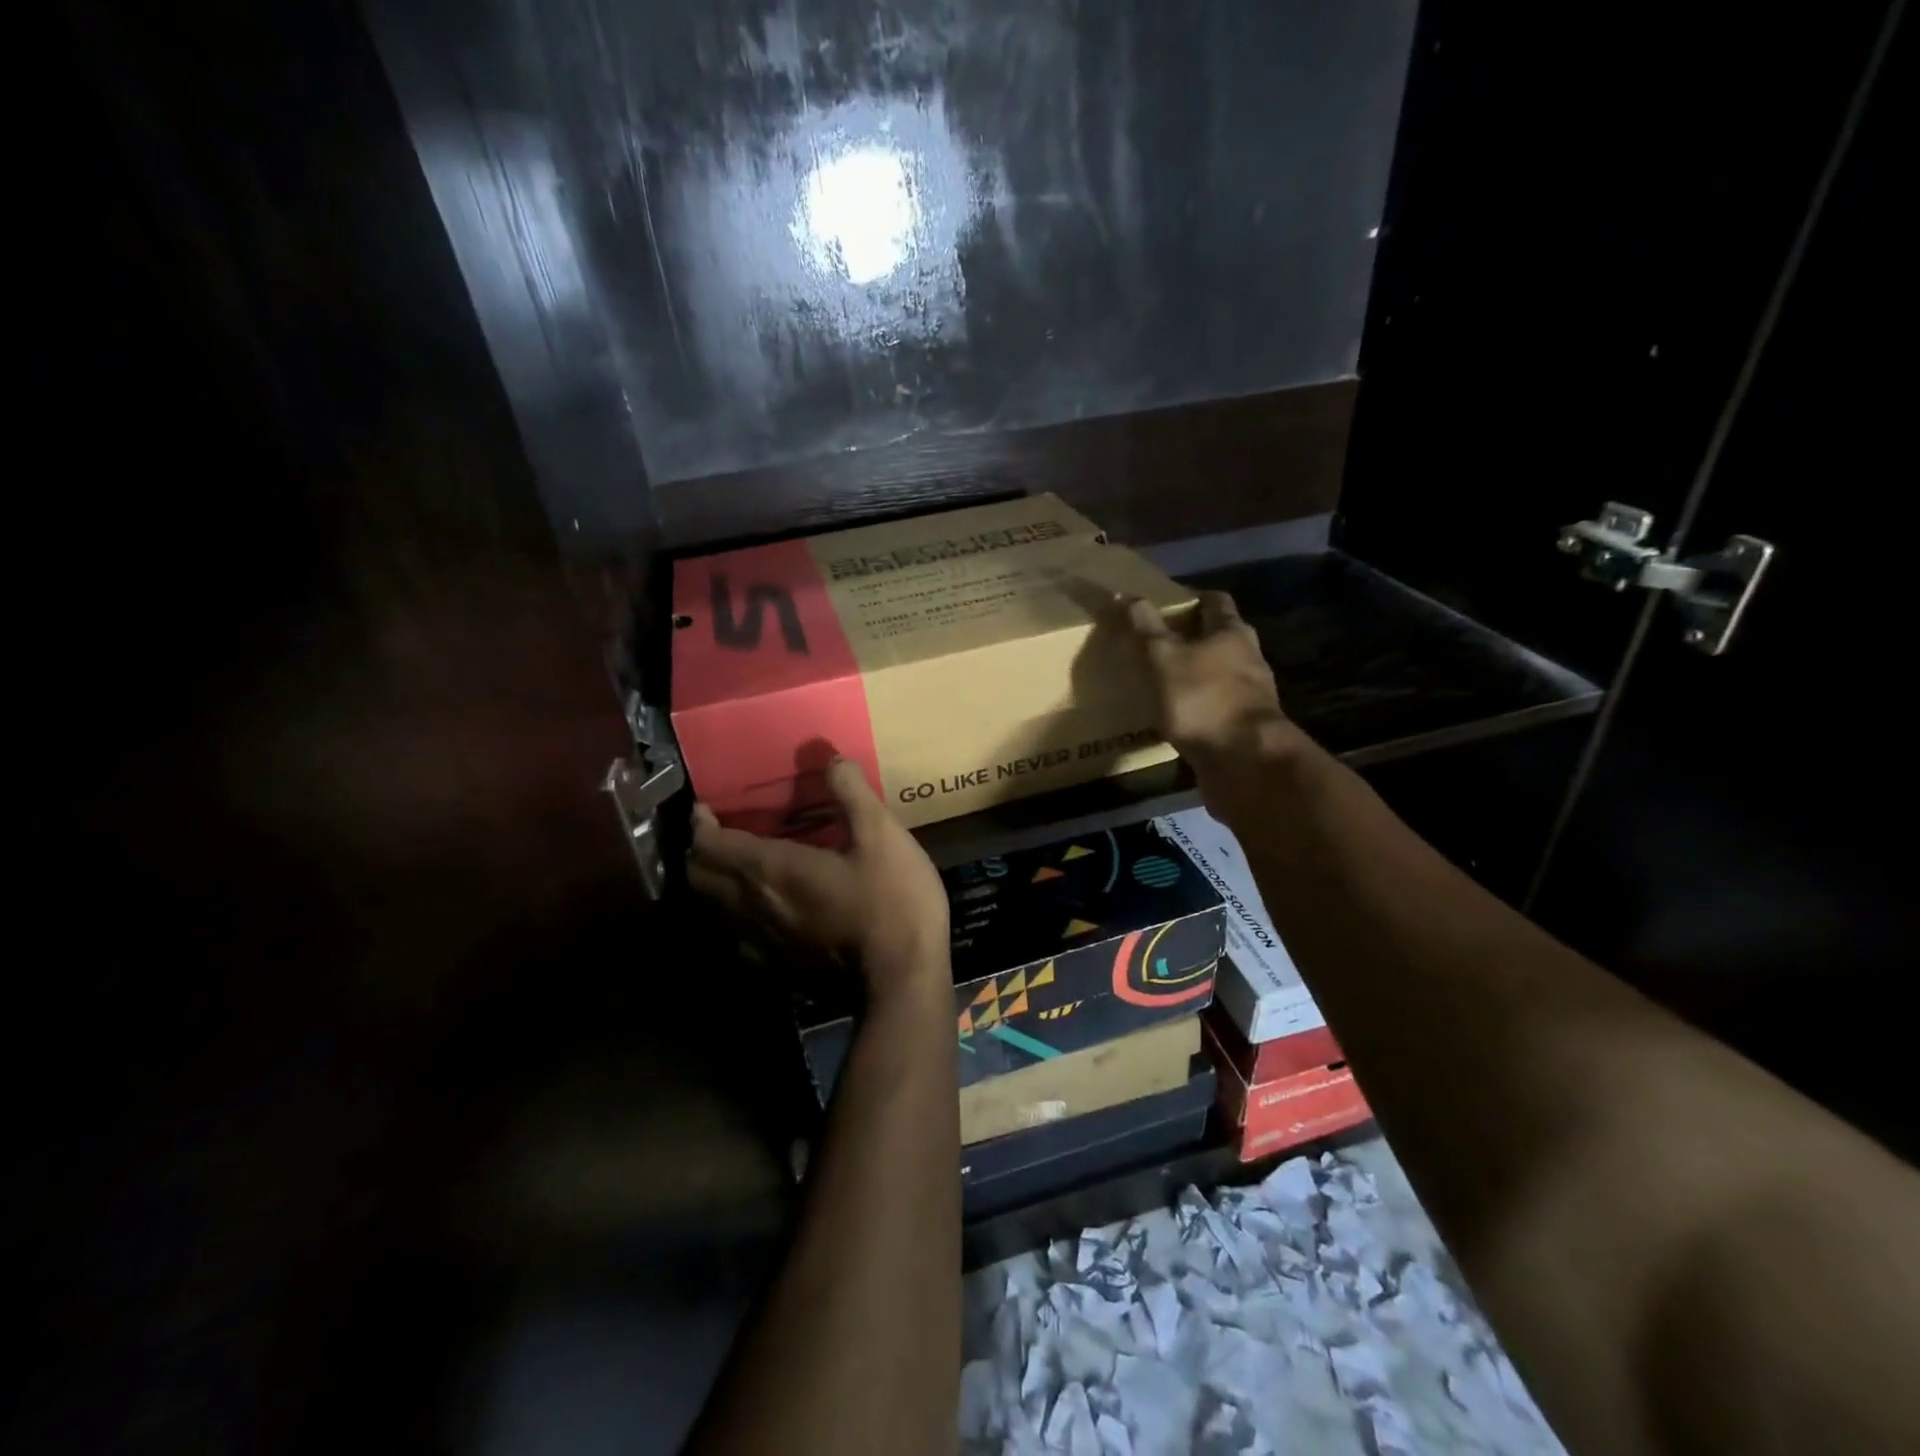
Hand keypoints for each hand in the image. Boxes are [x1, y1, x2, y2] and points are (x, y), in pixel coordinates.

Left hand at [690, 759, 949, 1002]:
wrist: (903, 980)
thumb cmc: (891, 901)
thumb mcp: (883, 835)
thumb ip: (852, 793)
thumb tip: (830, 758)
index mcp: (770, 869)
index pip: (710, 844)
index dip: (700, 823)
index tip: (705, 808)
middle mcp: (752, 907)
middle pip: (699, 879)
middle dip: (701, 853)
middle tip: (722, 835)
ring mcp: (762, 944)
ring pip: (715, 911)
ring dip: (717, 885)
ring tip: (740, 869)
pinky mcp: (778, 970)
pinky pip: (740, 937)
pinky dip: (739, 918)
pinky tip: (767, 912)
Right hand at [1124, 591, 1295, 770]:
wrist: (1244, 761)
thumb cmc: (1203, 699)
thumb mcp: (1164, 658)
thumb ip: (1146, 628)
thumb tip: (1125, 595)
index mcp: (1232, 632)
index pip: (1215, 601)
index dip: (1191, 598)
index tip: (1165, 603)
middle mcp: (1248, 657)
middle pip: (1220, 637)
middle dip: (1192, 637)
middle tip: (1158, 642)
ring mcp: (1250, 694)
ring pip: (1219, 672)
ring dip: (1196, 673)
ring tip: (1162, 679)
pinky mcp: (1244, 725)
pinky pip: (1217, 705)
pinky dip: (1199, 704)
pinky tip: (1177, 715)